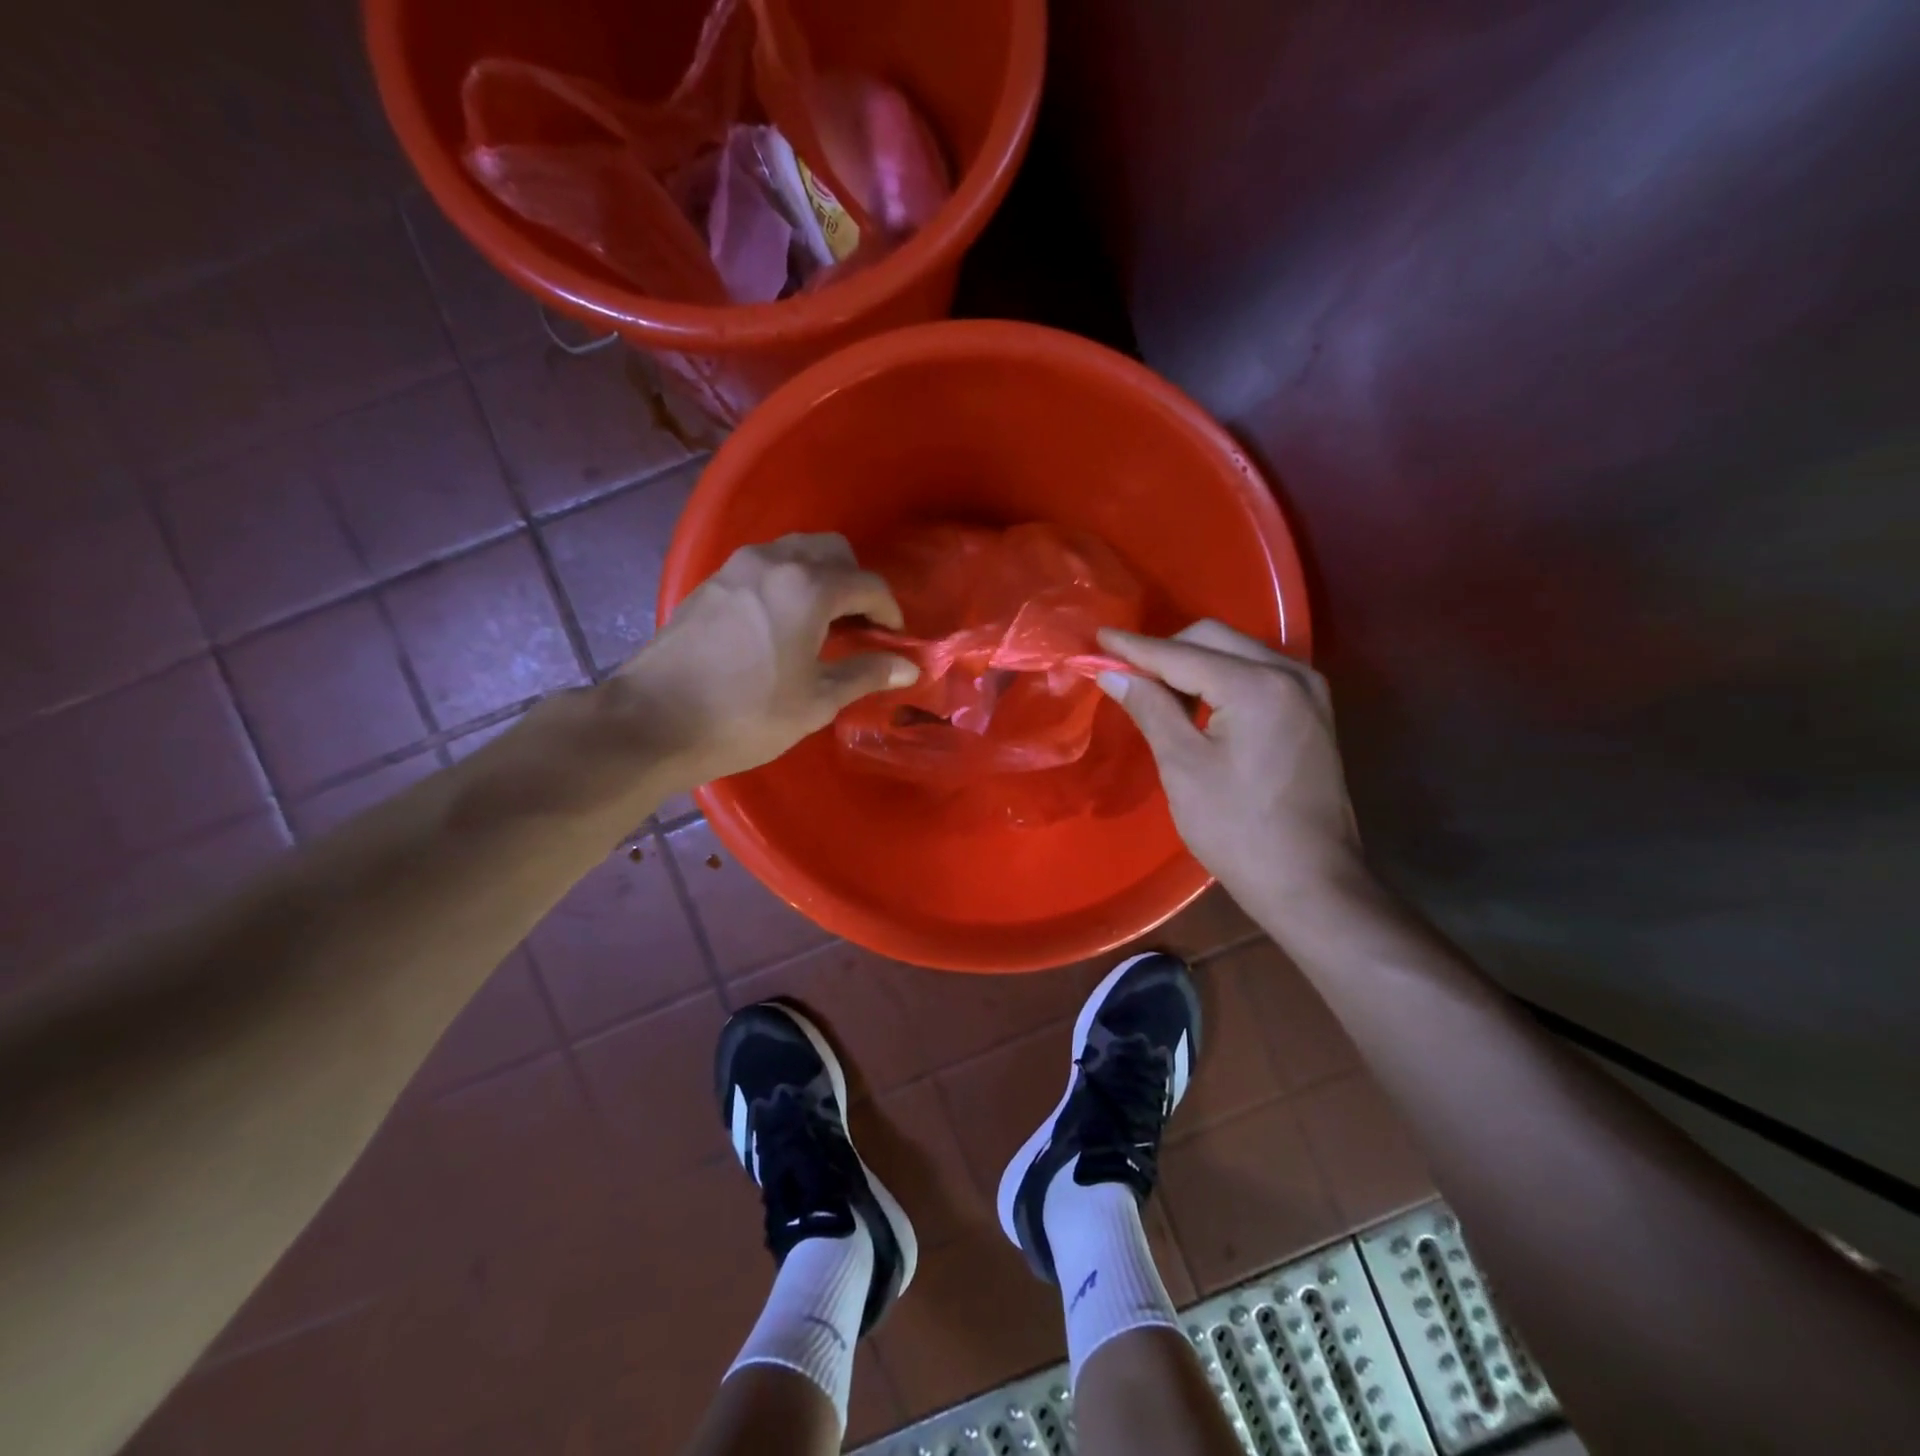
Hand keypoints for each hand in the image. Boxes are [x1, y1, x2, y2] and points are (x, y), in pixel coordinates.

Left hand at [616, 534, 918, 789]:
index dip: (890, 610)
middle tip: (859, 625)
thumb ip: (866, 674)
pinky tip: (782, 624)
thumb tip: (909, 665)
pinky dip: (788, 582)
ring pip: (795, 551)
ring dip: (820, 577)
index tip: (895, 639)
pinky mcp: (712, 582)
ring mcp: (737, 567)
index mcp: (808, 588)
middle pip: (832, 551)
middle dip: (855, 582)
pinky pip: (765, 566)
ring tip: (822, 624)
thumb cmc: (746, 715)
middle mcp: (774, 562)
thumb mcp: (816, 701)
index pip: (868, 584)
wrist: (653, 720)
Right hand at [1097, 621, 1362, 906]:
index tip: (1099, 638)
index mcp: (1257, 686)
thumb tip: (1113, 673)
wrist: (1309, 882)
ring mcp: (1309, 691)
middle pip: (1215, 639)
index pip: (1182, 653)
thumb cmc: (1237, 829)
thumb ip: (1150, 709)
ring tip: (1158, 694)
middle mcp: (1291, 673)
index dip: (1135, 648)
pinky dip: (1223, 678)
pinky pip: (1258, 673)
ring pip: (1239, 652)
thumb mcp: (1183, 767)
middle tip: (1127, 675)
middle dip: (1167, 651)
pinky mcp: (1313, 711)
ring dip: (1195, 663)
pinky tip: (1199, 705)